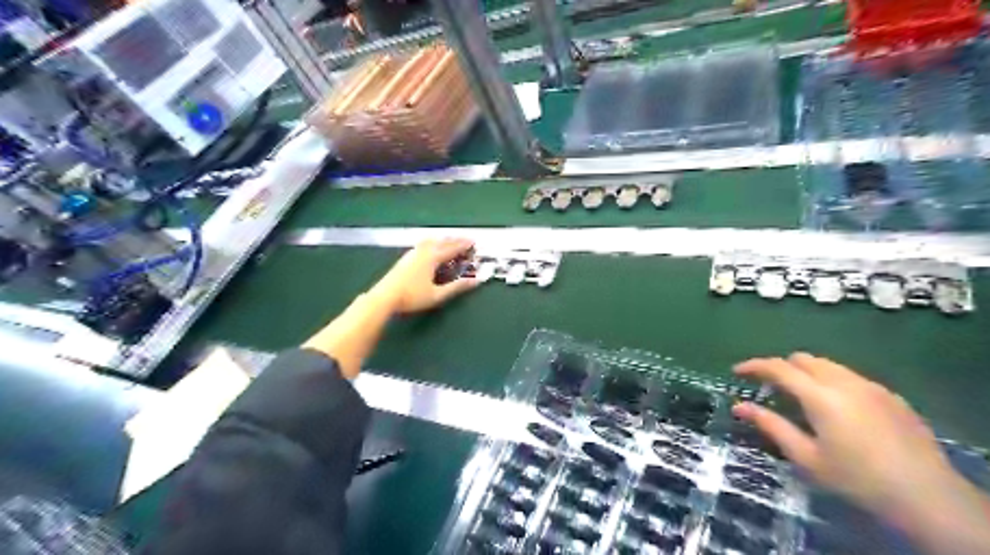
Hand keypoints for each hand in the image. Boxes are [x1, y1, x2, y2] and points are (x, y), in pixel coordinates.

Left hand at [370, 236, 482, 315]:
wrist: (384, 296)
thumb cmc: (412, 297)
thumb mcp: (437, 295)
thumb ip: (457, 287)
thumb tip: (476, 281)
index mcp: (432, 258)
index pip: (452, 249)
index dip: (464, 245)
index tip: (473, 242)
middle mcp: (423, 251)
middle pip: (441, 242)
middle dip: (455, 240)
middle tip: (465, 240)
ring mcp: (412, 253)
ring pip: (430, 241)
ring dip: (442, 239)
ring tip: (449, 240)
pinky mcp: (405, 258)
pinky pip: (423, 244)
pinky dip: (432, 242)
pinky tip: (429, 247)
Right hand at [733, 353, 959, 521]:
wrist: (928, 498)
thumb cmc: (856, 479)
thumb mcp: (805, 457)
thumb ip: (770, 426)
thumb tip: (739, 406)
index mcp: (820, 396)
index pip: (778, 367)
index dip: (754, 366)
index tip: (737, 371)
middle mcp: (845, 382)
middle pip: (803, 359)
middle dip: (781, 367)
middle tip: (770, 388)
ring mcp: (872, 387)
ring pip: (828, 365)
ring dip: (806, 372)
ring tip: (801, 397)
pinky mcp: (892, 397)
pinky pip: (851, 377)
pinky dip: (832, 381)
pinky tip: (837, 409)